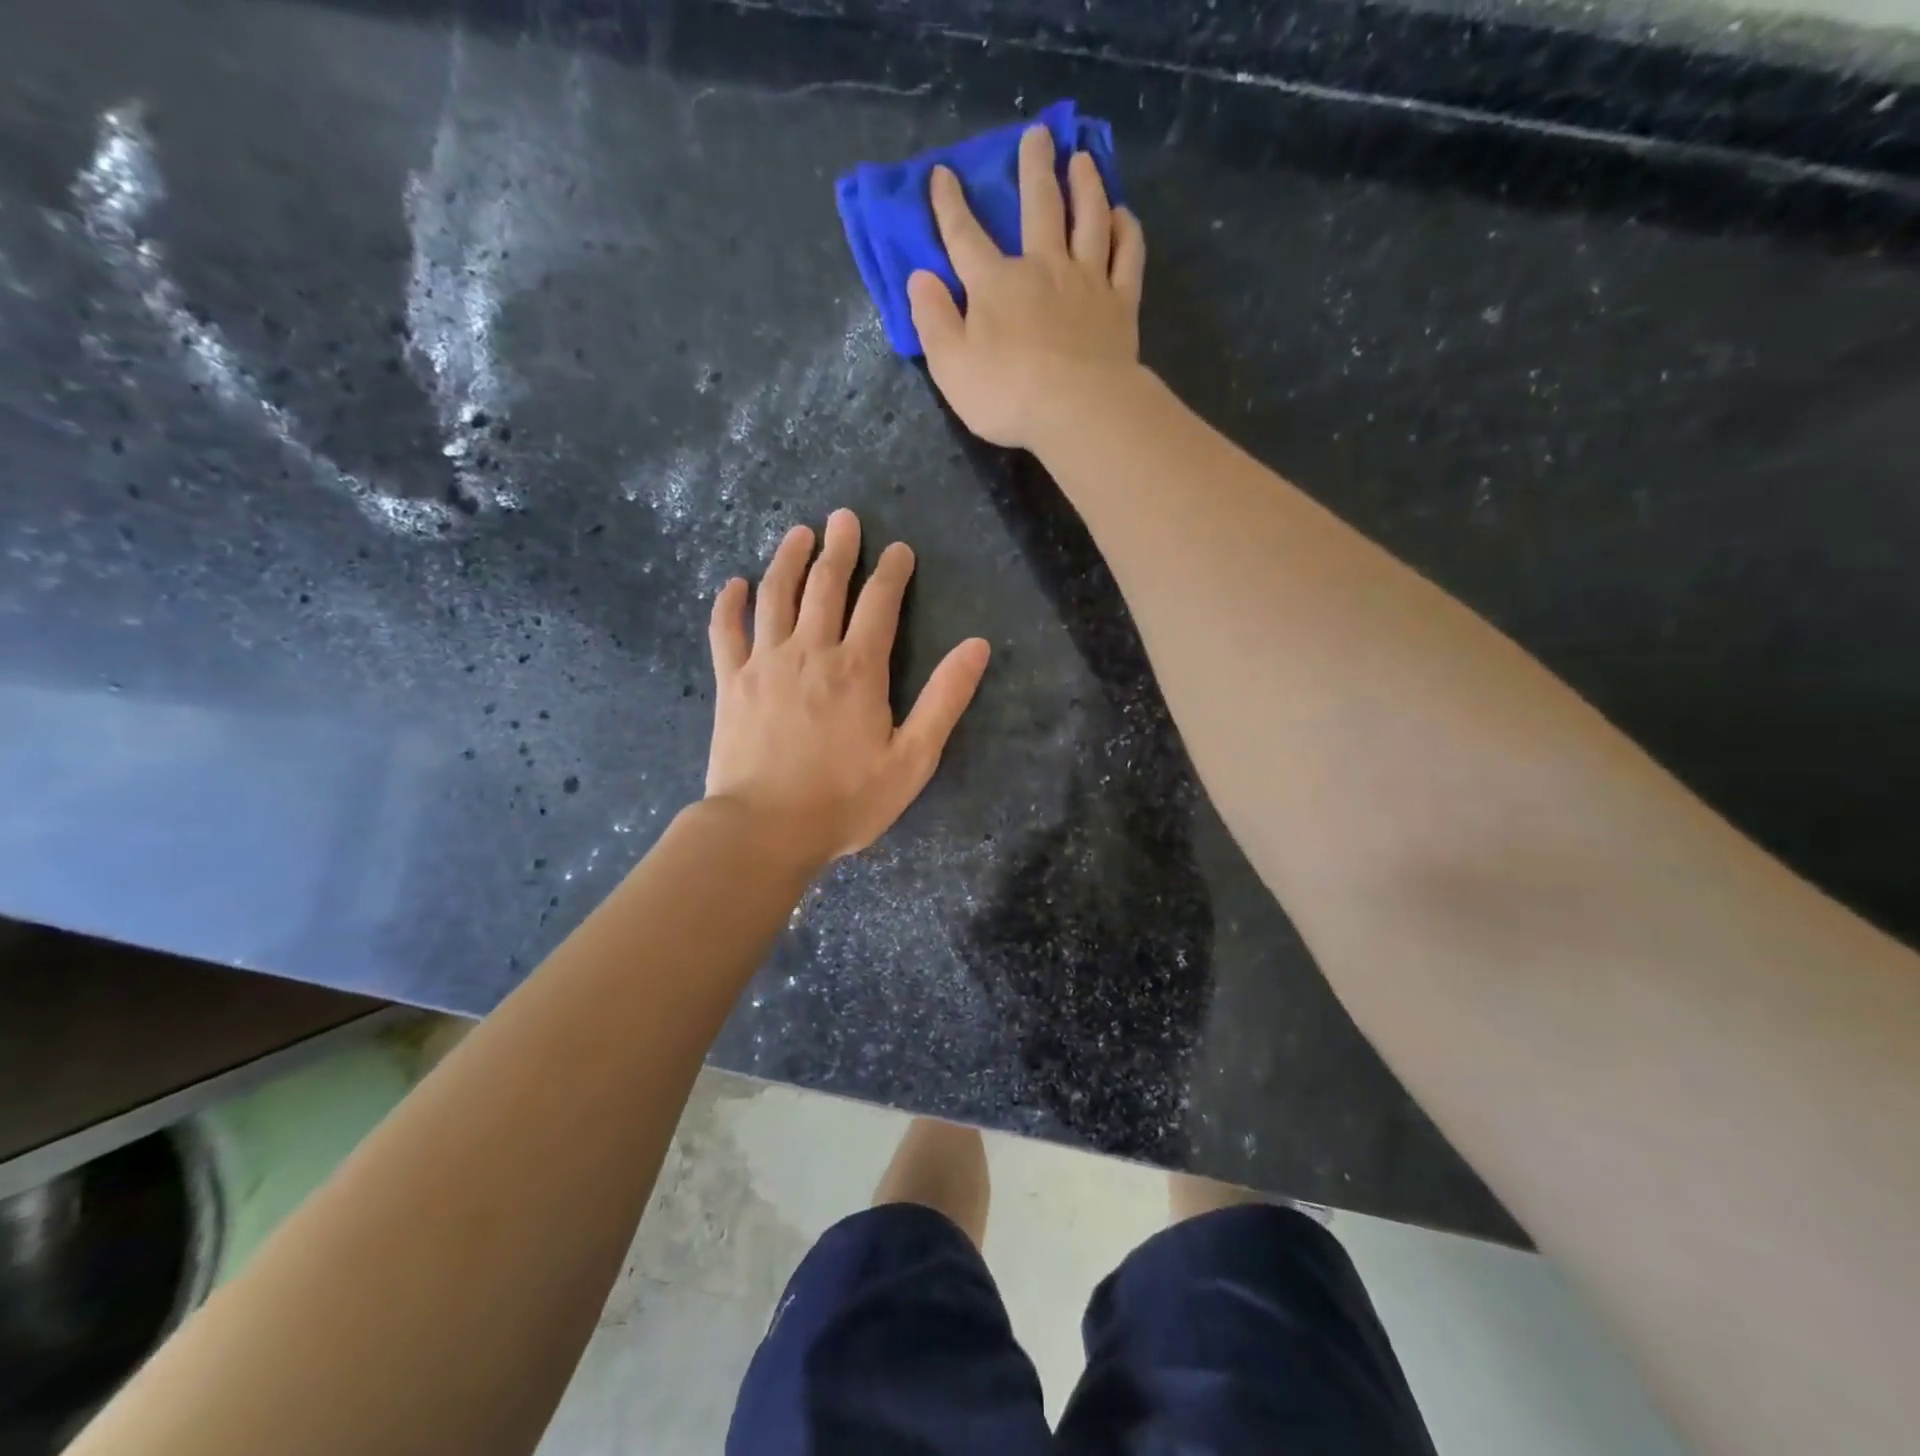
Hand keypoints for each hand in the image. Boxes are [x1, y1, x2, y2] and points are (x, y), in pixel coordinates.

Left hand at [705, 509, 991, 866]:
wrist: (766, 829)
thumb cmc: (846, 800)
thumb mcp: (912, 759)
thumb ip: (944, 700)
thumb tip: (977, 646)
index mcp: (859, 669)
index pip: (880, 603)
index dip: (892, 572)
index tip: (899, 549)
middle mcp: (811, 651)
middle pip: (826, 586)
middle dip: (840, 548)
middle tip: (845, 518)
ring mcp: (765, 663)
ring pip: (776, 595)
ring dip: (789, 559)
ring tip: (799, 533)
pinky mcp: (731, 682)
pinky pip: (726, 631)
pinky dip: (729, 603)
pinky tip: (734, 583)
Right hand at [908, 124, 1146, 449]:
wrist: (1077, 410)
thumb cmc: (1007, 394)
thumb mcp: (951, 366)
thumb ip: (934, 320)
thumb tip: (919, 278)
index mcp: (995, 284)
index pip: (965, 237)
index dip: (950, 205)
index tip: (943, 173)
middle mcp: (1042, 267)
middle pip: (1040, 206)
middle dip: (1034, 168)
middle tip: (1038, 135)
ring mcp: (1086, 281)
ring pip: (1089, 218)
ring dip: (1086, 184)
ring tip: (1082, 159)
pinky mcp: (1120, 303)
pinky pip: (1127, 256)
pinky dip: (1126, 230)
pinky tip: (1122, 216)